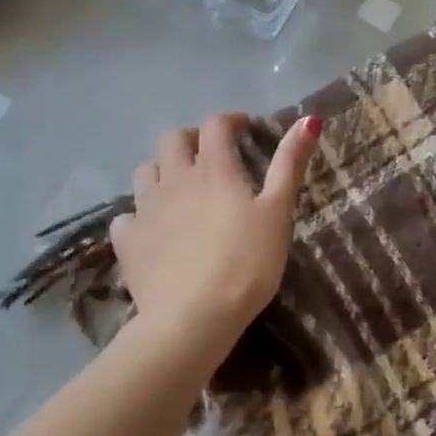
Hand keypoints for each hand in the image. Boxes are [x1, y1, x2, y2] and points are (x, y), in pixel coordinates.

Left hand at [111, 112, 320, 352]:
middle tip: (210, 156)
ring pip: (145, 171)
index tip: (245, 129)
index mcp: (213, 169)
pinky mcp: (127, 240)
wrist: (194, 316)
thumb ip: (289, 164)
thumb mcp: (278, 212)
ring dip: (162, 170)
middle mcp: (174, 179)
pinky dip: (139, 215)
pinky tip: (151, 229)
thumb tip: (309, 119)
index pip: (216, 125)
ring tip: (180, 189)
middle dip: (192, 139)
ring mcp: (145, 209)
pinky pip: (126, 216)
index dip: (231, 121)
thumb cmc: (247, 263)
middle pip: (173, 139)